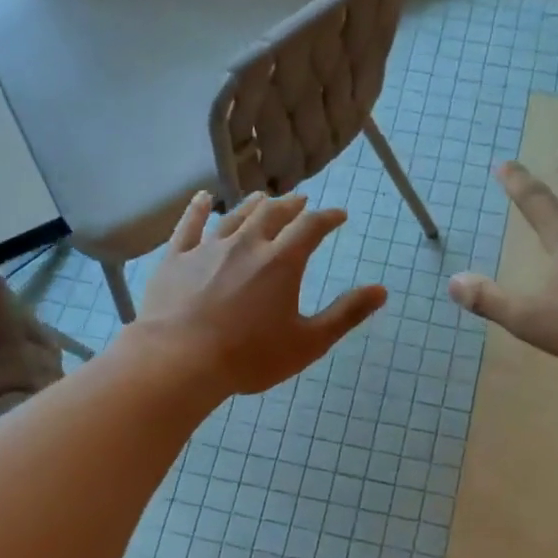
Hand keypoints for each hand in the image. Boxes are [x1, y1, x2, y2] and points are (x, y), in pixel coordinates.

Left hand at [140, 190, 387, 394]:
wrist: (179, 360)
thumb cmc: (249, 356)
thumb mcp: (308, 342)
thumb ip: (346, 314)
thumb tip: (382, 290)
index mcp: (281, 262)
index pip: (311, 227)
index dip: (328, 217)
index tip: (338, 215)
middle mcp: (246, 244)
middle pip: (272, 214)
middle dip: (291, 206)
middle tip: (301, 202)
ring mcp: (207, 248)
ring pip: (235, 216)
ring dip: (253, 204)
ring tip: (262, 198)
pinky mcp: (176, 258)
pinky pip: (189, 225)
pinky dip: (199, 208)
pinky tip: (204, 197)